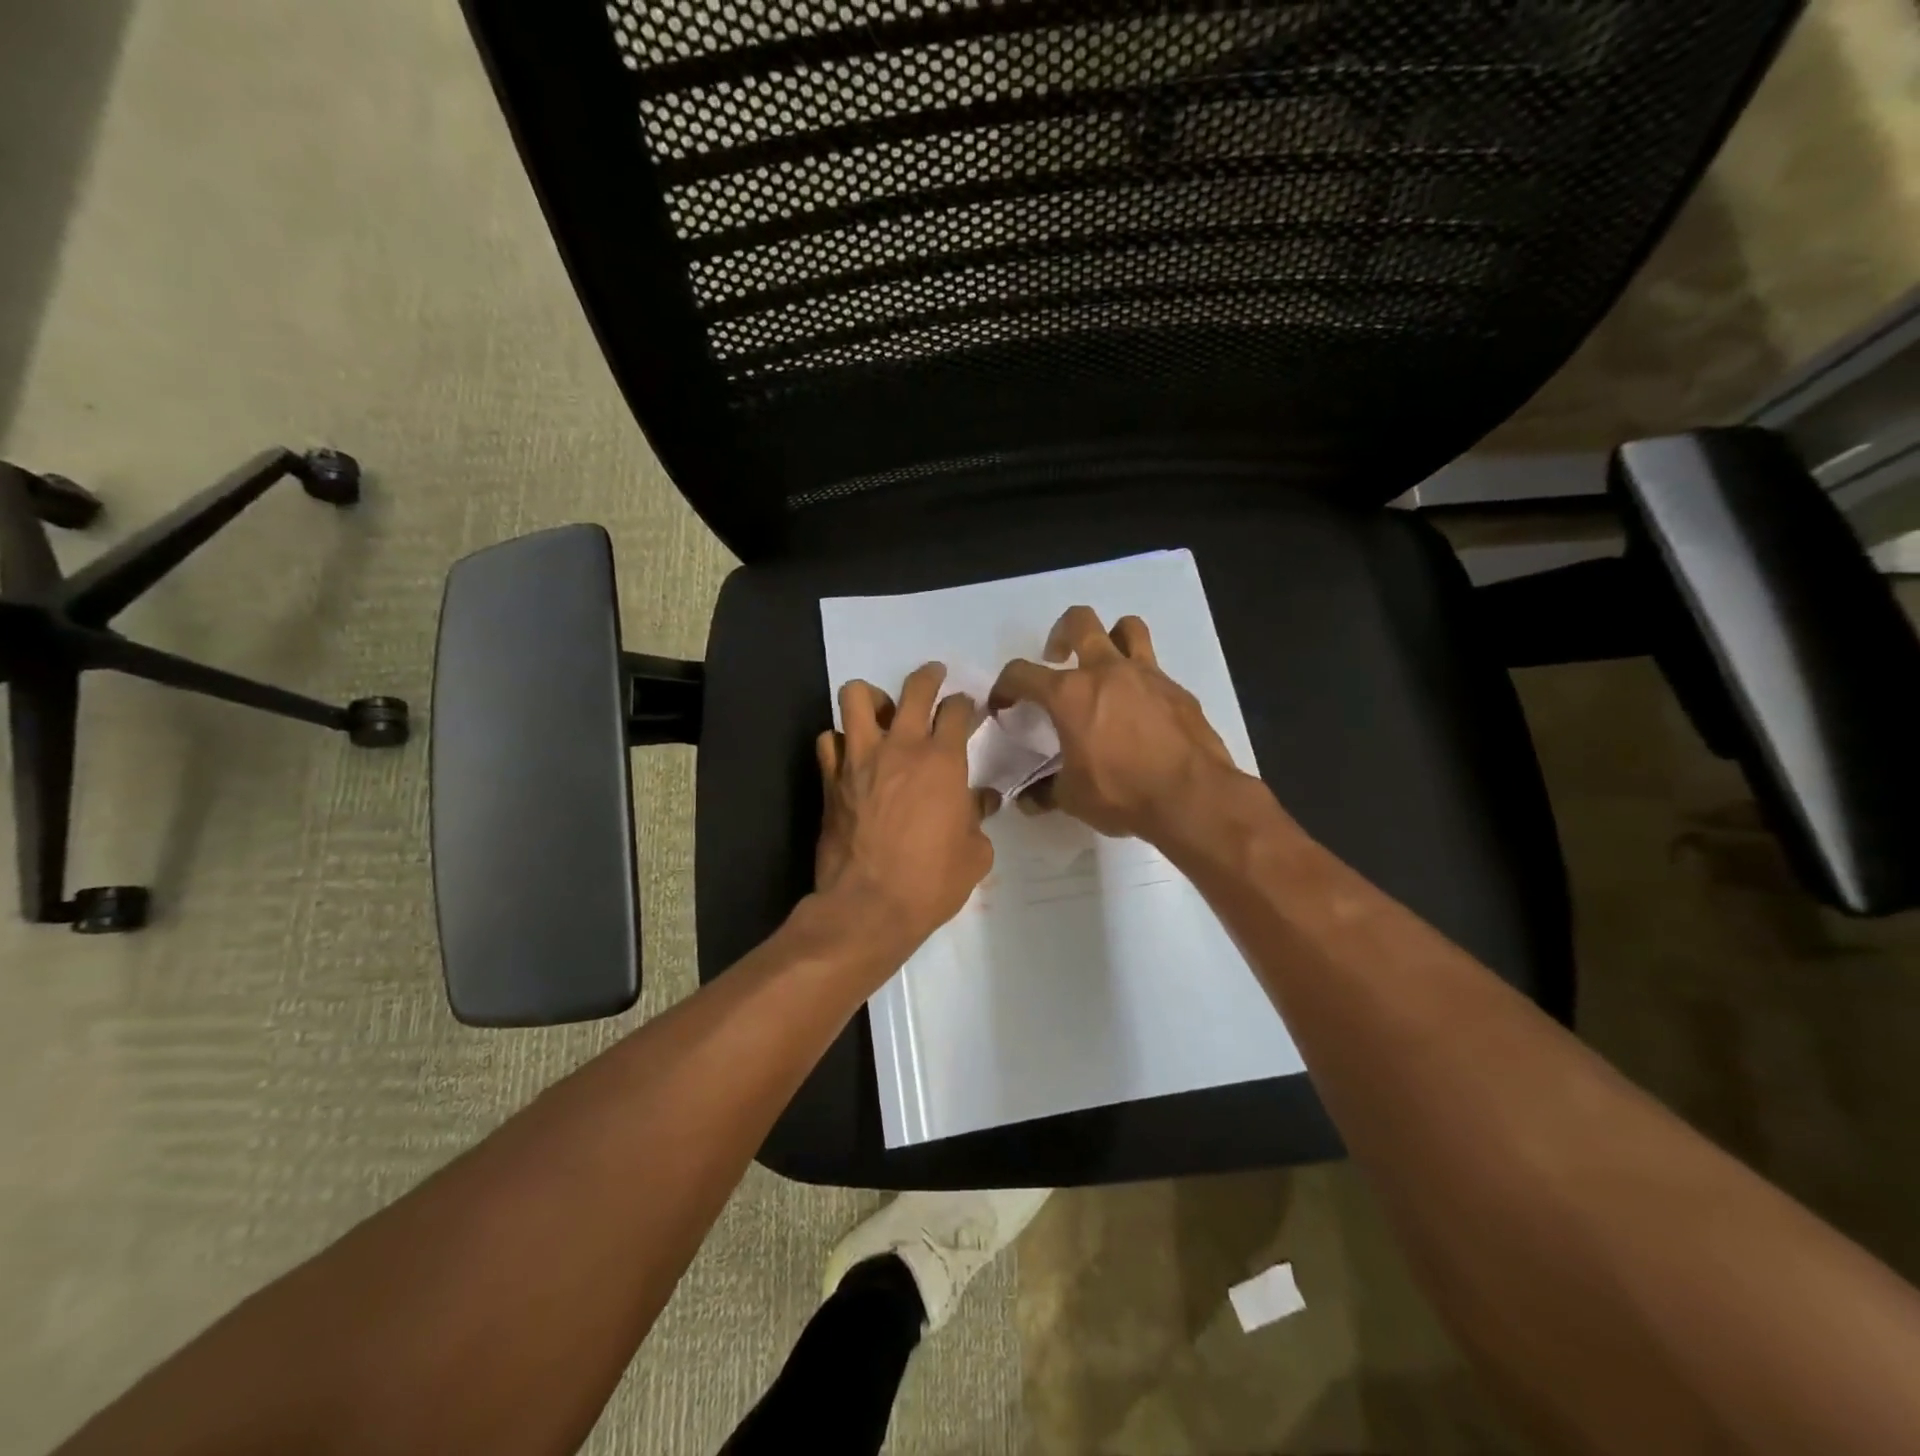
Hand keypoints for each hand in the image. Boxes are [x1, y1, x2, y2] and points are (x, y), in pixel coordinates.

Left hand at [815, 663, 997, 954]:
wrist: (868, 907)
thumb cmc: (931, 882)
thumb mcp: (975, 854)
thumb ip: (978, 818)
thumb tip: (980, 801)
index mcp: (942, 761)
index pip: (956, 711)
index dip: (964, 705)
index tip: (967, 709)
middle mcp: (900, 748)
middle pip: (913, 688)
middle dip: (928, 676)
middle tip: (934, 677)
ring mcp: (859, 759)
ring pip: (855, 696)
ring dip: (872, 697)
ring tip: (881, 710)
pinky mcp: (830, 779)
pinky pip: (828, 740)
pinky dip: (840, 740)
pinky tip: (851, 755)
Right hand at [990, 606, 1239, 842]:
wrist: (1193, 796)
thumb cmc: (1122, 793)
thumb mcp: (1073, 798)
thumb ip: (1046, 791)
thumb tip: (1028, 799)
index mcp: (1070, 694)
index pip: (1021, 673)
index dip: (1005, 685)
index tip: (1004, 703)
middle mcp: (1106, 671)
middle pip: (1079, 622)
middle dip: (1060, 634)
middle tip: (1057, 659)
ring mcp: (1146, 675)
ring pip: (1127, 628)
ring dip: (1111, 638)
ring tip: (1105, 667)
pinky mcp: (1177, 690)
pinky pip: (1154, 669)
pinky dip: (1140, 681)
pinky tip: (1140, 711)